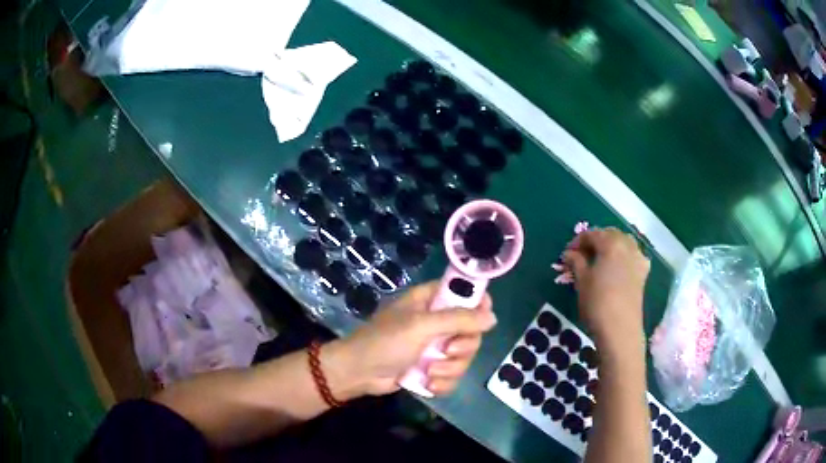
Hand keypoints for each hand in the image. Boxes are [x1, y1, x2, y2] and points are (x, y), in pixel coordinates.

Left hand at [323, 281, 495, 399]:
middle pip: (471, 330)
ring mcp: (434, 346)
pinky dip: (443, 382)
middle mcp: (436, 321)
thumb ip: (458, 319)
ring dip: (450, 368)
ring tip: (430, 372)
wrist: (359, 373)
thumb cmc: (385, 341)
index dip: (478, 305)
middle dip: (462, 347)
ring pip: (463, 356)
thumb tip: (493, 318)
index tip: (482, 321)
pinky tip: (429, 384)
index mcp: (431, 301)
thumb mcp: (420, 325)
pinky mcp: (431, 368)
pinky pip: (453, 375)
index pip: (465, 294)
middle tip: (447, 350)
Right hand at [563, 228, 649, 352]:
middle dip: (596, 240)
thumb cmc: (597, 303)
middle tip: (582, 255)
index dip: (577, 241)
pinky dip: (624, 255)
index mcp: (610, 243)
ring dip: (611, 245)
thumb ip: (576, 262)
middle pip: (610, 234)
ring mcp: (638, 258)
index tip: (567, 254)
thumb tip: (569, 253)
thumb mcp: (582, 281)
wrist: (620, 329)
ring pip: (624, 242)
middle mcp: (627, 245)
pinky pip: (633, 255)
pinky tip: (617, 267)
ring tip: (599, 260)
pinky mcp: (643, 272)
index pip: (592, 234)